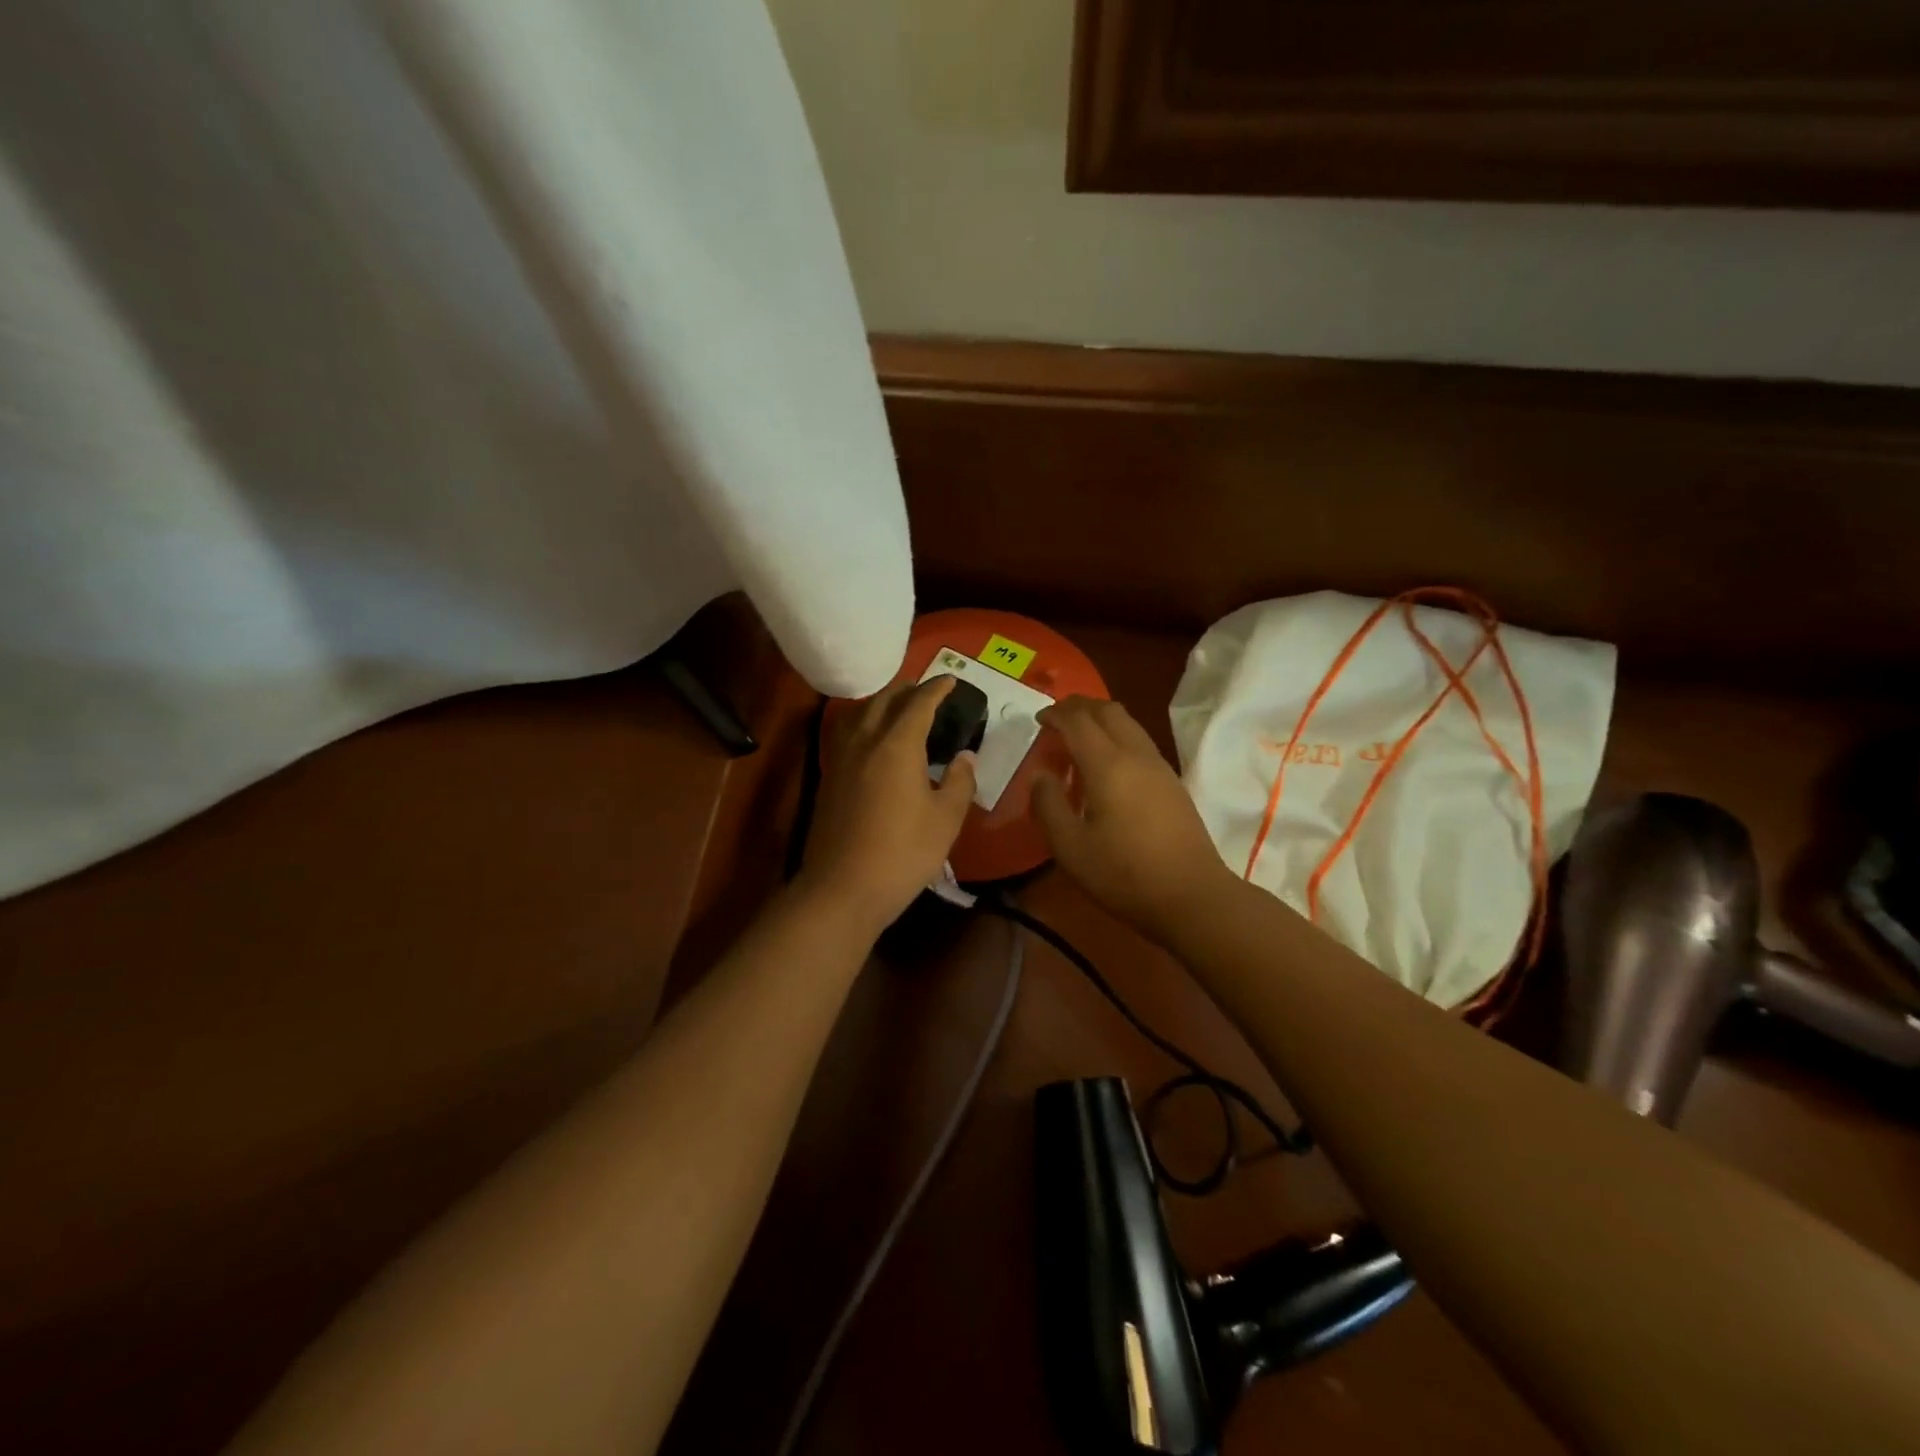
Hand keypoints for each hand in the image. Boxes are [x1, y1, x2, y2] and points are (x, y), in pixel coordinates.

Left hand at [797, 676, 977, 930]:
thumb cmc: (903, 853)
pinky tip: (872, 740)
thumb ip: (959, 782)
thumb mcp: (945, 820)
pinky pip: (847, 734)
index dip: (936, 689)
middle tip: (926, 690)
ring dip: (881, 703)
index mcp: (897, 746)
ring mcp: (841, 760)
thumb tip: (965, 758)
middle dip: (907, 690)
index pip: (918, 704)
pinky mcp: (829, 779)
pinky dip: (864, 723)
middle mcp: (865, 743)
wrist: (843, 888)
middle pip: (884, 701)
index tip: (950, 680)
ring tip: (897, 707)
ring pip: (859, 714)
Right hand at [1032, 696, 1240, 943]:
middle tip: (1056, 718)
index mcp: (1108, 765)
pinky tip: (1106, 765)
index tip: (1038, 720)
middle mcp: (1136, 755)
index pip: (1078, 721)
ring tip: (1079, 737)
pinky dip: (1116, 736)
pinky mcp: (1173, 783)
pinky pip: (1139, 741)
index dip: (1055, 714)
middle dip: (1079, 706)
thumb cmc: (1124, 874)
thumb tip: (1040, 774)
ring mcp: (1159, 767)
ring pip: (1128, 723)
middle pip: (1108, 711)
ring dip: (1100, 719)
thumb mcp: (1070, 847)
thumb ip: (1048, 805)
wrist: (1192, 896)